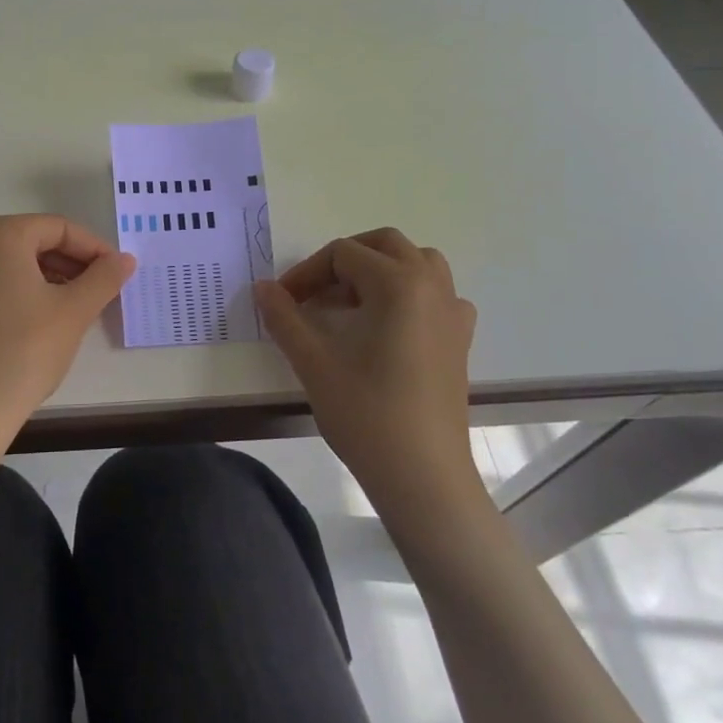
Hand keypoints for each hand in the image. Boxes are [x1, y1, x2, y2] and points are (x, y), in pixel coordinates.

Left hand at [0, 215, 136, 439]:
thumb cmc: (23, 353)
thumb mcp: (74, 312)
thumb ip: (104, 277)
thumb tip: (124, 259)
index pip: (57, 229)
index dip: (93, 249)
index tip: (115, 272)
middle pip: (26, 243)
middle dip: (64, 264)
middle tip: (93, 292)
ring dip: (35, 279)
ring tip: (62, 309)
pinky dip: (2, 293)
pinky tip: (20, 322)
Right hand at [255, 228, 482, 507]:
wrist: (423, 478)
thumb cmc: (366, 414)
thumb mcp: (313, 361)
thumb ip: (284, 316)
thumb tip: (262, 287)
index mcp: (398, 284)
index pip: (342, 255)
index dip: (306, 273)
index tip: (282, 302)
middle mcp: (432, 287)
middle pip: (384, 245)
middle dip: (344, 259)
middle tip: (314, 291)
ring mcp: (453, 314)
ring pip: (418, 263)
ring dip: (380, 269)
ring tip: (349, 301)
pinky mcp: (460, 341)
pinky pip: (437, 295)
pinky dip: (410, 294)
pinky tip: (389, 325)